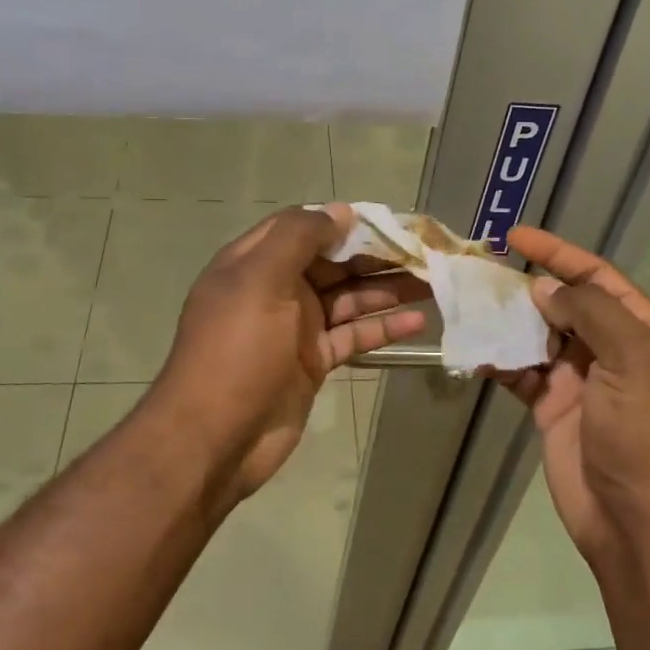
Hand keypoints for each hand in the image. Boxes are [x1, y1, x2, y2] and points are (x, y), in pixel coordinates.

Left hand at [151, 203, 428, 507]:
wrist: (215, 438)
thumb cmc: (235, 351)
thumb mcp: (259, 281)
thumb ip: (297, 238)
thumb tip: (340, 211)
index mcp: (256, 262)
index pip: (304, 227)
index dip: (343, 221)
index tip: (388, 221)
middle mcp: (277, 289)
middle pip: (334, 263)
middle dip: (376, 255)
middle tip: (425, 252)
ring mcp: (296, 327)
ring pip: (349, 298)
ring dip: (388, 289)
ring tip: (434, 282)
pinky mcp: (314, 361)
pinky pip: (353, 335)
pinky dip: (383, 327)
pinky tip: (418, 321)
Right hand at [497, 226, 649, 568]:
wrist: (638, 522)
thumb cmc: (645, 434)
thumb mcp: (633, 361)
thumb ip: (591, 313)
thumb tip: (546, 287)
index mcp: (642, 331)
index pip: (598, 277)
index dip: (559, 252)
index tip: (515, 236)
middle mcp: (612, 349)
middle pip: (564, 302)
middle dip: (526, 286)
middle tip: (481, 272)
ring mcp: (580, 379)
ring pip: (538, 335)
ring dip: (507, 321)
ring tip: (470, 305)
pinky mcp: (553, 407)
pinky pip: (522, 372)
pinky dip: (499, 361)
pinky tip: (475, 351)